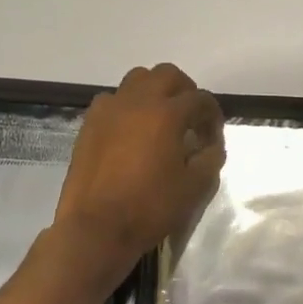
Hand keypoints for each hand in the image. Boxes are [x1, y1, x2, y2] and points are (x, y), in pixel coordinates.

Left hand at [53, 63, 224, 286]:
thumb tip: (212, 145)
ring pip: (136, 80)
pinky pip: (112, 101)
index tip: (213, 137)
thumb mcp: (194, 187)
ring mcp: (109, 110)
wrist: (96, 228)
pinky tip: (131, 133)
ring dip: (154, 92)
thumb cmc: (150, 208)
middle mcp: (137, 101)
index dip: (213, 116)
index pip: (200, 99)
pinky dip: (127, 107)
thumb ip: (210, 159)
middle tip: (190, 118)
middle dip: (185, 91)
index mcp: (167, 114)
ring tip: (160, 120)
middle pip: (166, 75)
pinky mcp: (89, 124)